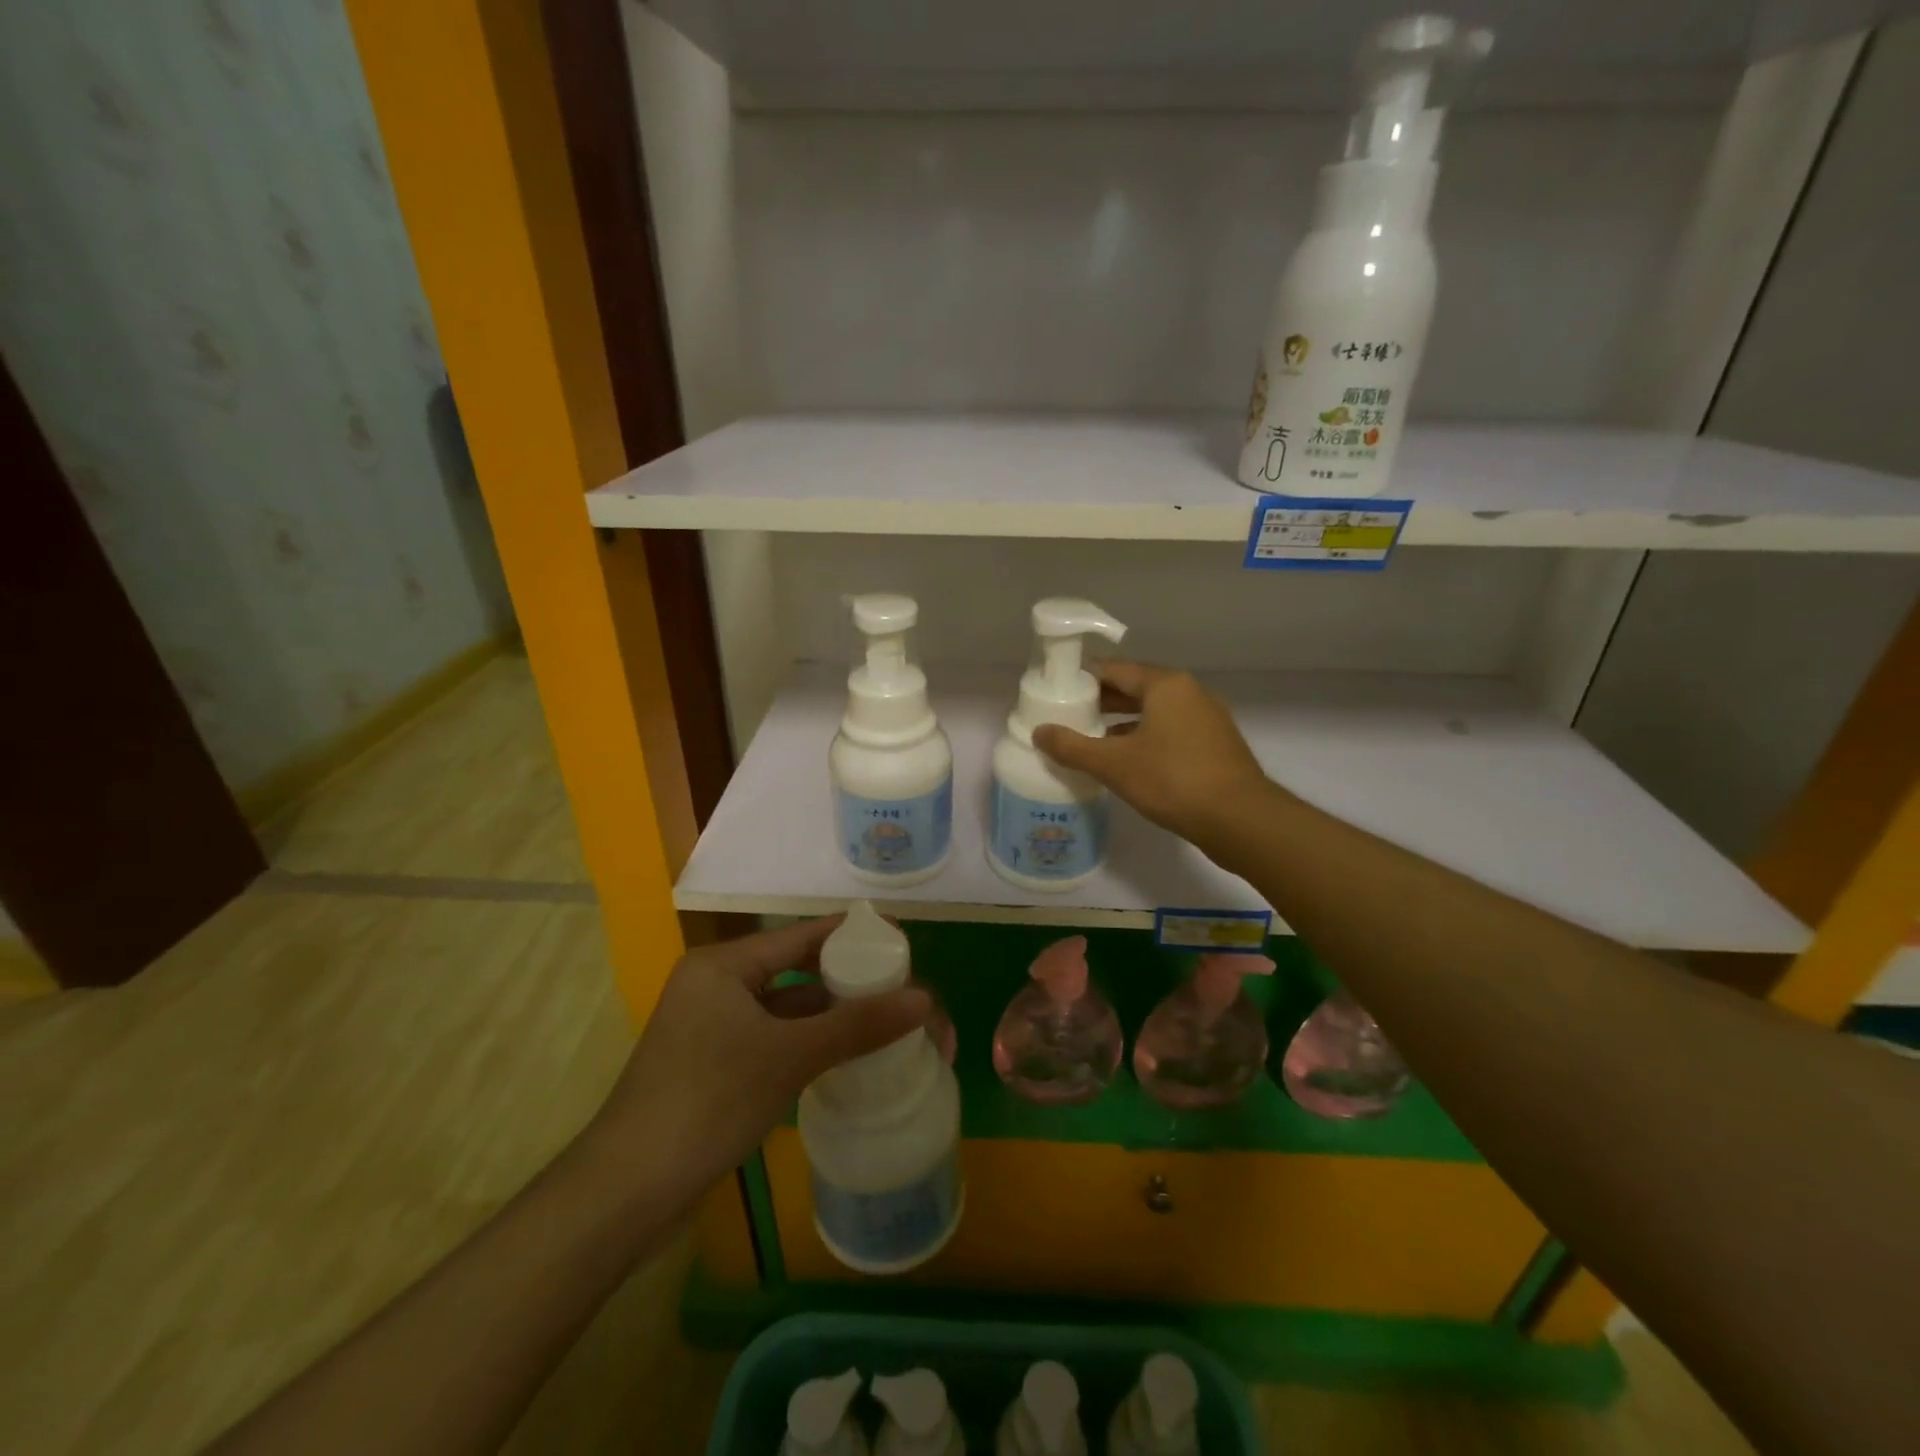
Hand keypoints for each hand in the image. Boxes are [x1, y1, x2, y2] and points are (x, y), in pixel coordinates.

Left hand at [587, 918, 929, 1196]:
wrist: (625, 1195)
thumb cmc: (707, 1103)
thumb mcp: (788, 1058)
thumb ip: (858, 1025)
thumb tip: (926, 999)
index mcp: (723, 966)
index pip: (801, 936)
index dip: (852, 935)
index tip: (900, 941)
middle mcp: (716, 986)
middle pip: (796, 971)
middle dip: (848, 980)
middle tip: (901, 988)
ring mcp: (712, 1027)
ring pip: (787, 1009)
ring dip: (831, 1015)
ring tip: (887, 1020)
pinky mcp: (714, 1065)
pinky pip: (774, 1039)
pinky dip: (809, 1043)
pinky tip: (846, 1056)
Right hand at [1033, 662, 1274, 846]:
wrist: (1240, 820)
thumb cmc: (1173, 780)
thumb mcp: (1114, 764)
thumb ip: (1072, 747)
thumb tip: (1038, 732)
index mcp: (1166, 685)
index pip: (1115, 670)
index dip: (1083, 680)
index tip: (1058, 693)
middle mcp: (1190, 693)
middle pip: (1136, 689)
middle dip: (1102, 703)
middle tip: (1069, 717)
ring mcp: (1207, 719)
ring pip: (1155, 713)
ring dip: (1123, 724)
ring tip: (1092, 741)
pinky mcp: (1216, 746)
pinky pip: (1172, 732)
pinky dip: (1146, 739)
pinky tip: (1127, 763)